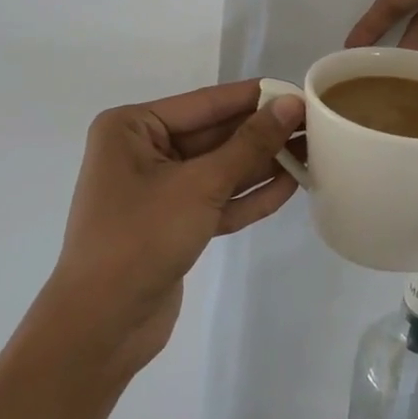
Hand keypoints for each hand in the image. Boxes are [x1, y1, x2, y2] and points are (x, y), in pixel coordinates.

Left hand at [48, 80, 303, 374]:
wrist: (101, 328)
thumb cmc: (141, 239)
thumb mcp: (200, 185)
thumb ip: (249, 144)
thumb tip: (291, 104)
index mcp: (132, 128)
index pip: (206, 103)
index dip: (256, 97)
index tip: (301, 91)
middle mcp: (142, 151)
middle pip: (214, 135)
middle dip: (263, 133)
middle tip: (316, 125)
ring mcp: (157, 190)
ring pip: (219, 168)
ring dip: (262, 164)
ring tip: (313, 153)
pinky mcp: (173, 224)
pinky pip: (216, 199)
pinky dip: (248, 195)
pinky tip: (290, 186)